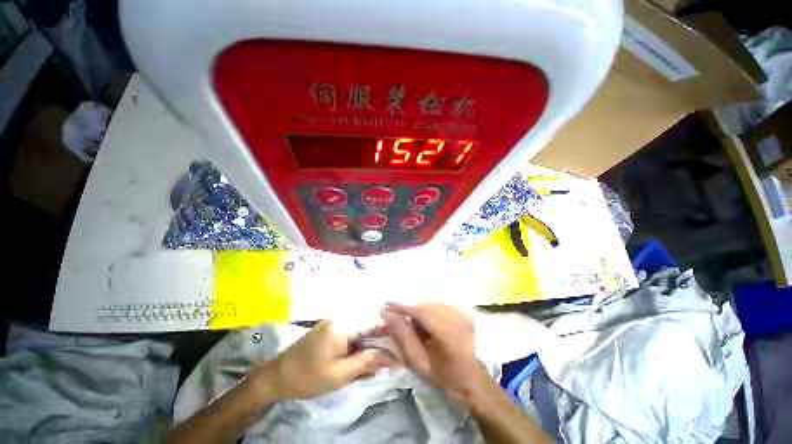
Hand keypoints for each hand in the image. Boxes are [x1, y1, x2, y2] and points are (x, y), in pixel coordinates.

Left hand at [267, 320, 395, 399]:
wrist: (276, 377)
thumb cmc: (308, 378)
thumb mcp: (341, 374)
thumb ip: (369, 362)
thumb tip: (394, 358)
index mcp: (343, 324)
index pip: (374, 322)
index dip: (391, 333)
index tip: (402, 346)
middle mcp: (340, 317)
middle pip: (369, 325)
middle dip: (380, 342)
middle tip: (389, 360)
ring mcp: (335, 321)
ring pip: (361, 330)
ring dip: (369, 346)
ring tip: (375, 365)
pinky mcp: (331, 328)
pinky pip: (352, 334)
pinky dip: (358, 347)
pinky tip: (360, 361)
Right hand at [381, 302, 485, 400]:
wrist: (471, 379)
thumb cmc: (443, 376)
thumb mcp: (419, 362)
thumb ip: (403, 336)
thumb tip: (387, 314)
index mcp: (450, 335)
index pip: (421, 312)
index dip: (402, 307)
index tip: (386, 304)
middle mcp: (458, 320)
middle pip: (426, 306)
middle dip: (410, 310)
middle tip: (397, 318)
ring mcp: (462, 315)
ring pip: (432, 304)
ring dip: (419, 311)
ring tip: (415, 326)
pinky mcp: (462, 313)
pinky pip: (439, 306)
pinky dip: (428, 312)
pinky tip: (427, 325)